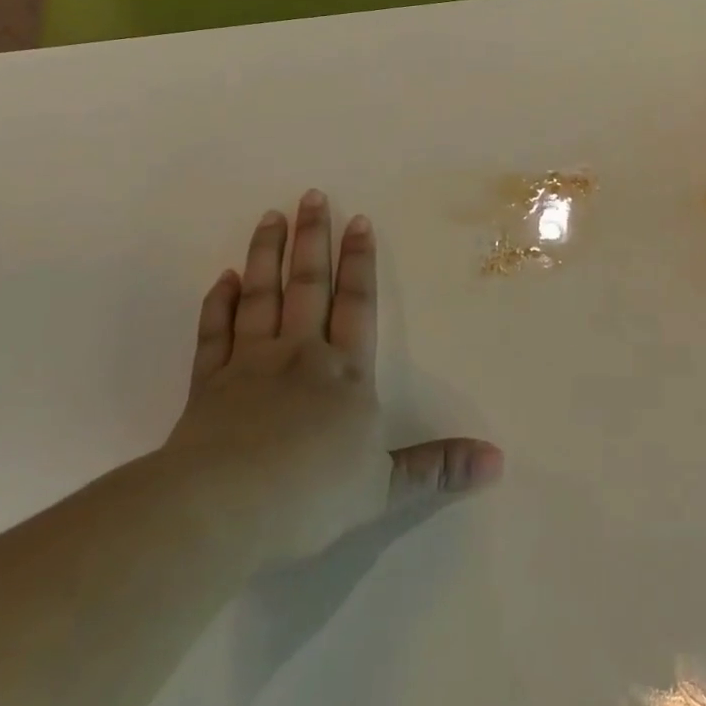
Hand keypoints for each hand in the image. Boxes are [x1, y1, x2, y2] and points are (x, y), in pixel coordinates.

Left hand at [163, 190, 501, 563]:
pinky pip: (214, 334)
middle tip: (310, 195)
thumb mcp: (386, 487)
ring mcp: (248, 366)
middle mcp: (299, 356)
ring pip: (261, 297)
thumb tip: (498, 462)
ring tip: (270, 216)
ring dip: (266, 255)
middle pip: (308, 285)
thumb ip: (438, 468)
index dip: (359, 262)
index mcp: (344, 373)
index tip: (357, 220)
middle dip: (313, 239)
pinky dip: (218, 304)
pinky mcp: (206, 387)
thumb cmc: (312, 495)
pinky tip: (223, 279)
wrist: (224, 511)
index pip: (357, 304)